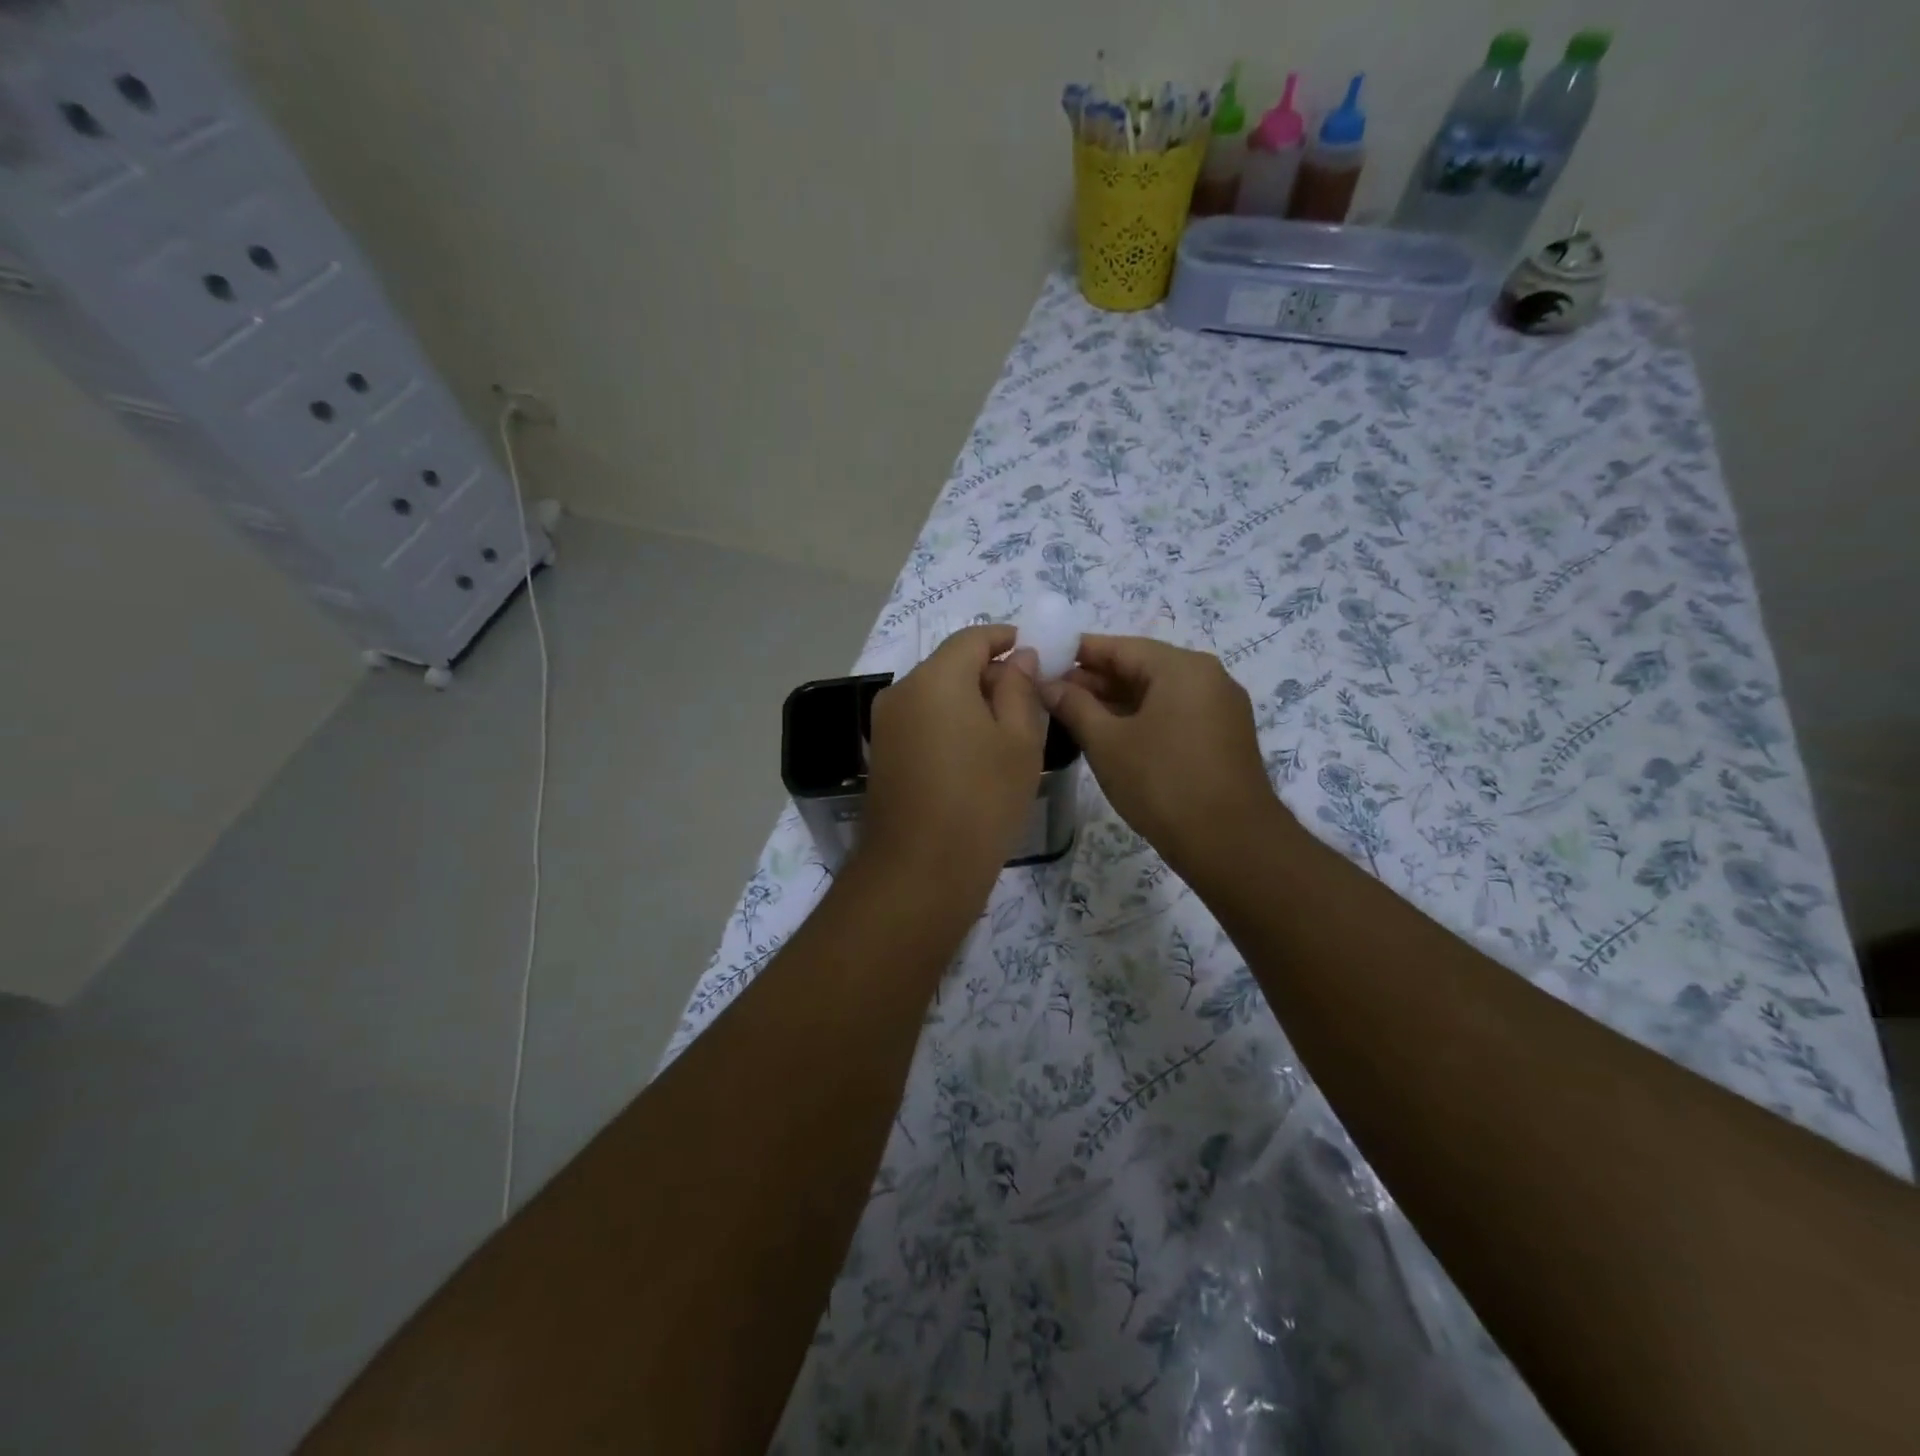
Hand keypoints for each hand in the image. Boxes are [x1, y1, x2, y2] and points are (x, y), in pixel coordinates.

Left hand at [862, 625, 1047, 886]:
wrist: (920, 871)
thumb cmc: (982, 800)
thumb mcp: (1019, 741)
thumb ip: (1020, 689)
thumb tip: (1020, 658)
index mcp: (936, 678)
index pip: (972, 638)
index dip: (1005, 639)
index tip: (1034, 653)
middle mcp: (901, 691)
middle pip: (950, 665)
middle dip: (989, 673)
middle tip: (1028, 700)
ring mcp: (885, 725)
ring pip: (935, 695)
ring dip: (969, 701)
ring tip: (1006, 732)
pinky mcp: (881, 755)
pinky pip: (921, 722)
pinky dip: (949, 724)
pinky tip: (974, 755)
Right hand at [1039, 635, 1283, 880]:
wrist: (1230, 843)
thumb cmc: (1162, 783)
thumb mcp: (1107, 742)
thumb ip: (1074, 706)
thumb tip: (1046, 683)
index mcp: (1182, 667)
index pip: (1119, 646)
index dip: (1077, 653)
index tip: (1042, 662)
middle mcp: (1207, 677)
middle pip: (1140, 667)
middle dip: (1094, 680)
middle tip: (1050, 695)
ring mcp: (1220, 708)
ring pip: (1157, 693)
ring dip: (1115, 702)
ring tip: (1071, 716)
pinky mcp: (1223, 737)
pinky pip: (1173, 714)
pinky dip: (1141, 719)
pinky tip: (1109, 736)